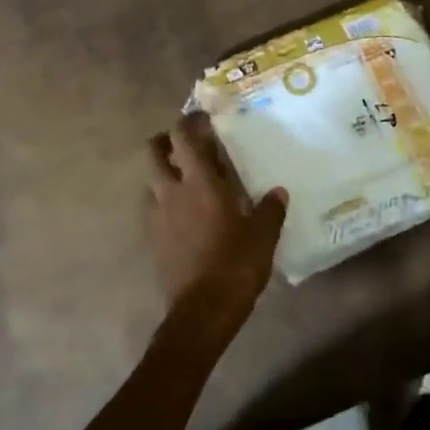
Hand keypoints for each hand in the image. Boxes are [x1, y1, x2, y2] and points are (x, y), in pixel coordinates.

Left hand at [147, 115, 287, 337]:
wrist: (201, 312)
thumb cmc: (235, 265)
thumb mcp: (262, 236)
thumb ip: (269, 210)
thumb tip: (278, 192)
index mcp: (199, 182)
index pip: (183, 136)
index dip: (190, 121)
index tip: (204, 118)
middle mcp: (171, 192)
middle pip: (153, 151)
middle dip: (165, 141)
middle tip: (187, 145)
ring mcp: (157, 216)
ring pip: (151, 180)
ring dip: (164, 173)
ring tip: (188, 181)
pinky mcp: (152, 239)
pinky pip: (154, 208)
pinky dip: (165, 202)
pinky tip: (184, 215)